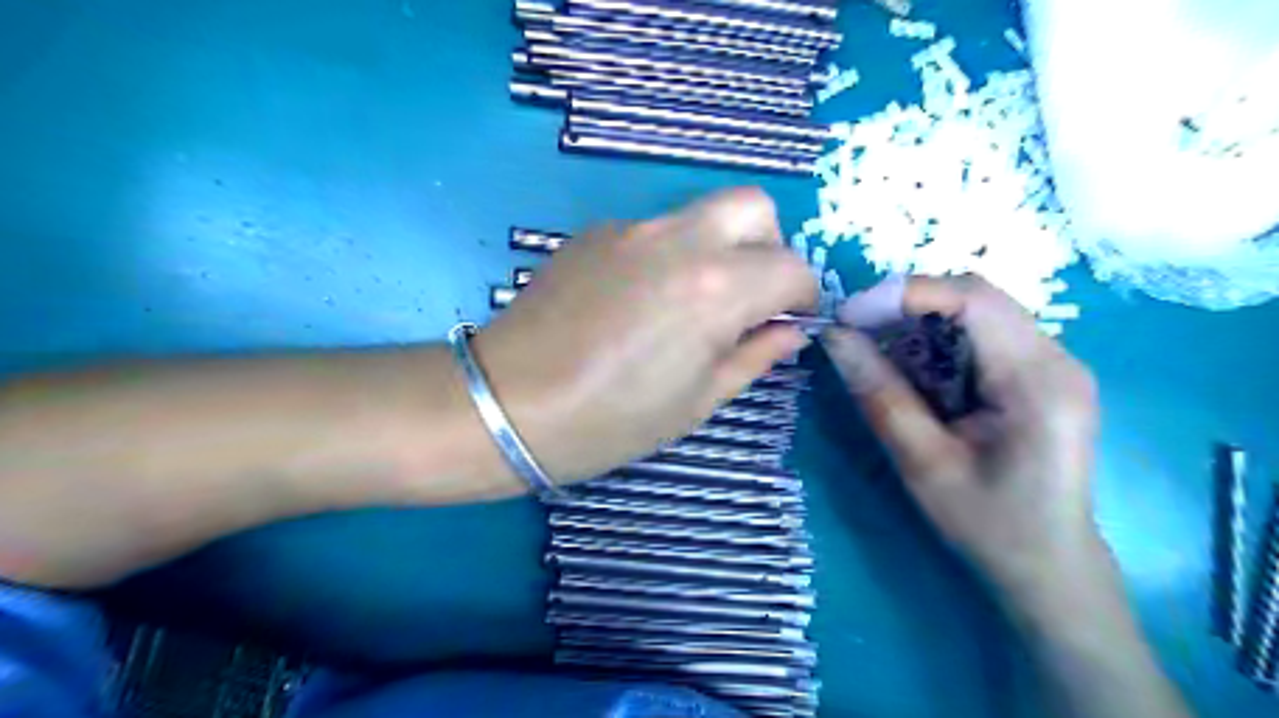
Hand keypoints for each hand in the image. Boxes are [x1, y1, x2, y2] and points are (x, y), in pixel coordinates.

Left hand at [473, 188, 813, 483]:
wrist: (508, 404)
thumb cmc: (611, 420)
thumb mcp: (697, 402)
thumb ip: (753, 357)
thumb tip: (788, 333)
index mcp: (716, 287)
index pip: (792, 266)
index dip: (803, 296)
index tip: (790, 321)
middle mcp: (679, 240)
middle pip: (754, 207)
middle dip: (769, 247)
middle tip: (750, 297)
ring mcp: (632, 228)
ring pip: (702, 214)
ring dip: (718, 248)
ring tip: (691, 303)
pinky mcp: (594, 233)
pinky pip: (654, 230)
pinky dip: (669, 254)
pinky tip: (638, 301)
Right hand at [824, 278, 1105, 609]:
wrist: (1049, 567)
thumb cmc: (988, 524)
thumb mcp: (923, 463)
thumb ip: (880, 394)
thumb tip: (835, 337)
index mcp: (1038, 380)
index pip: (973, 299)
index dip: (905, 294)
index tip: (849, 316)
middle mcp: (1057, 359)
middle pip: (975, 299)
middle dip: (907, 307)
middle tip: (855, 334)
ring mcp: (1054, 365)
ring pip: (977, 313)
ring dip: (920, 325)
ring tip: (879, 357)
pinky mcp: (1042, 376)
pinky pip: (982, 337)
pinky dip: (938, 345)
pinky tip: (916, 376)